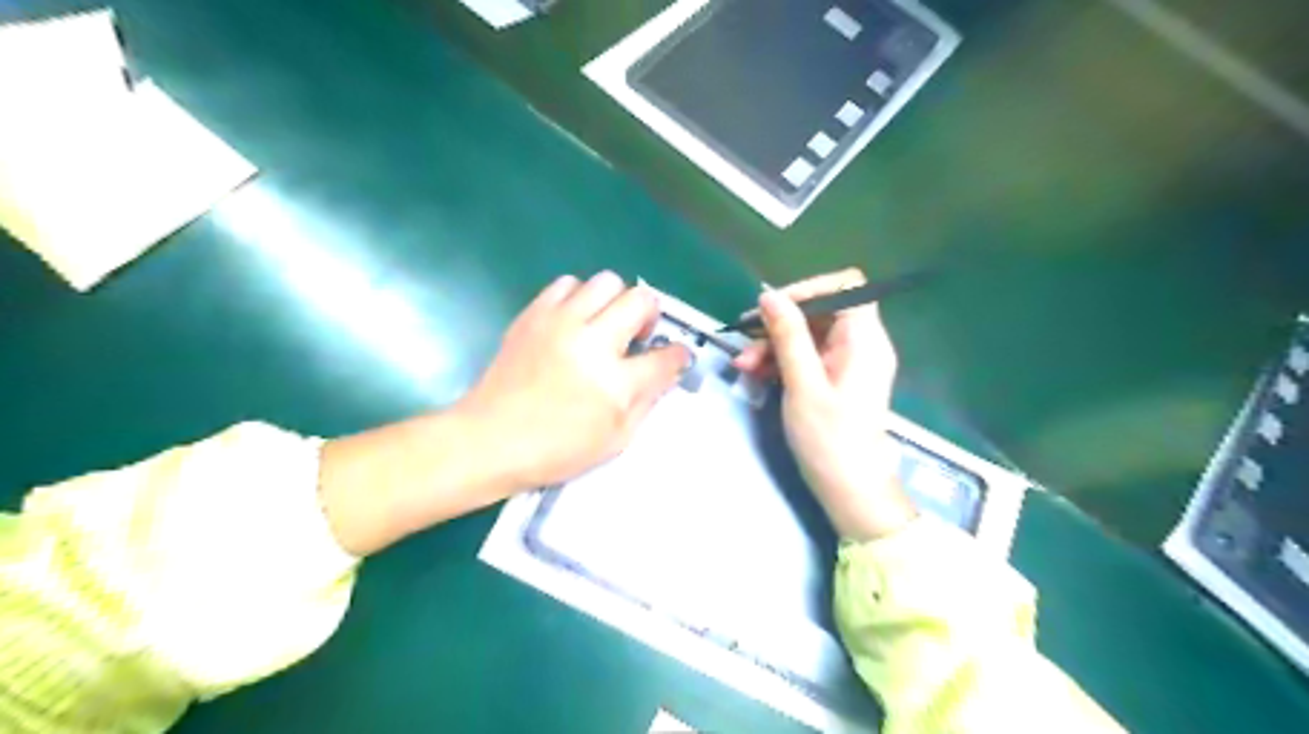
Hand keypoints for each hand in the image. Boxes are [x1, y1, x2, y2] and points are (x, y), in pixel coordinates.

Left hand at [455, 272, 687, 493]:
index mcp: (615, 383)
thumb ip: (646, 402)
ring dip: (614, 301)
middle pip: (640, 300)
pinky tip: (574, 320)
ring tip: (603, 324)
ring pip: (606, 281)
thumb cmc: (556, 449)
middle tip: (638, 335)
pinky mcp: (533, 314)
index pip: (666, 356)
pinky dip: (579, 297)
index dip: (678, 355)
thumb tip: (663, 373)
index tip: (675, 357)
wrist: (490, 438)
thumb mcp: (615, 440)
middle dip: (650, 315)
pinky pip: (567, 283)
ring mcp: (560, 322)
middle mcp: (592, 342)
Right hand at [732, 265, 913, 539]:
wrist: (850, 489)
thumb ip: (788, 337)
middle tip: (745, 339)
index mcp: (864, 339)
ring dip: (774, 344)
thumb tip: (769, 295)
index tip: (774, 308)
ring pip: (809, 334)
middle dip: (780, 323)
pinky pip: (808, 356)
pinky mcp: (836, 378)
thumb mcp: (803, 385)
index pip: (846, 286)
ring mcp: (849, 362)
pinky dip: (783, 360)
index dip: (809, 289)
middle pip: (821, 311)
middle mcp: (861, 343)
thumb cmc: (830, 439)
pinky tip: (756, 373)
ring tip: (744, 365)